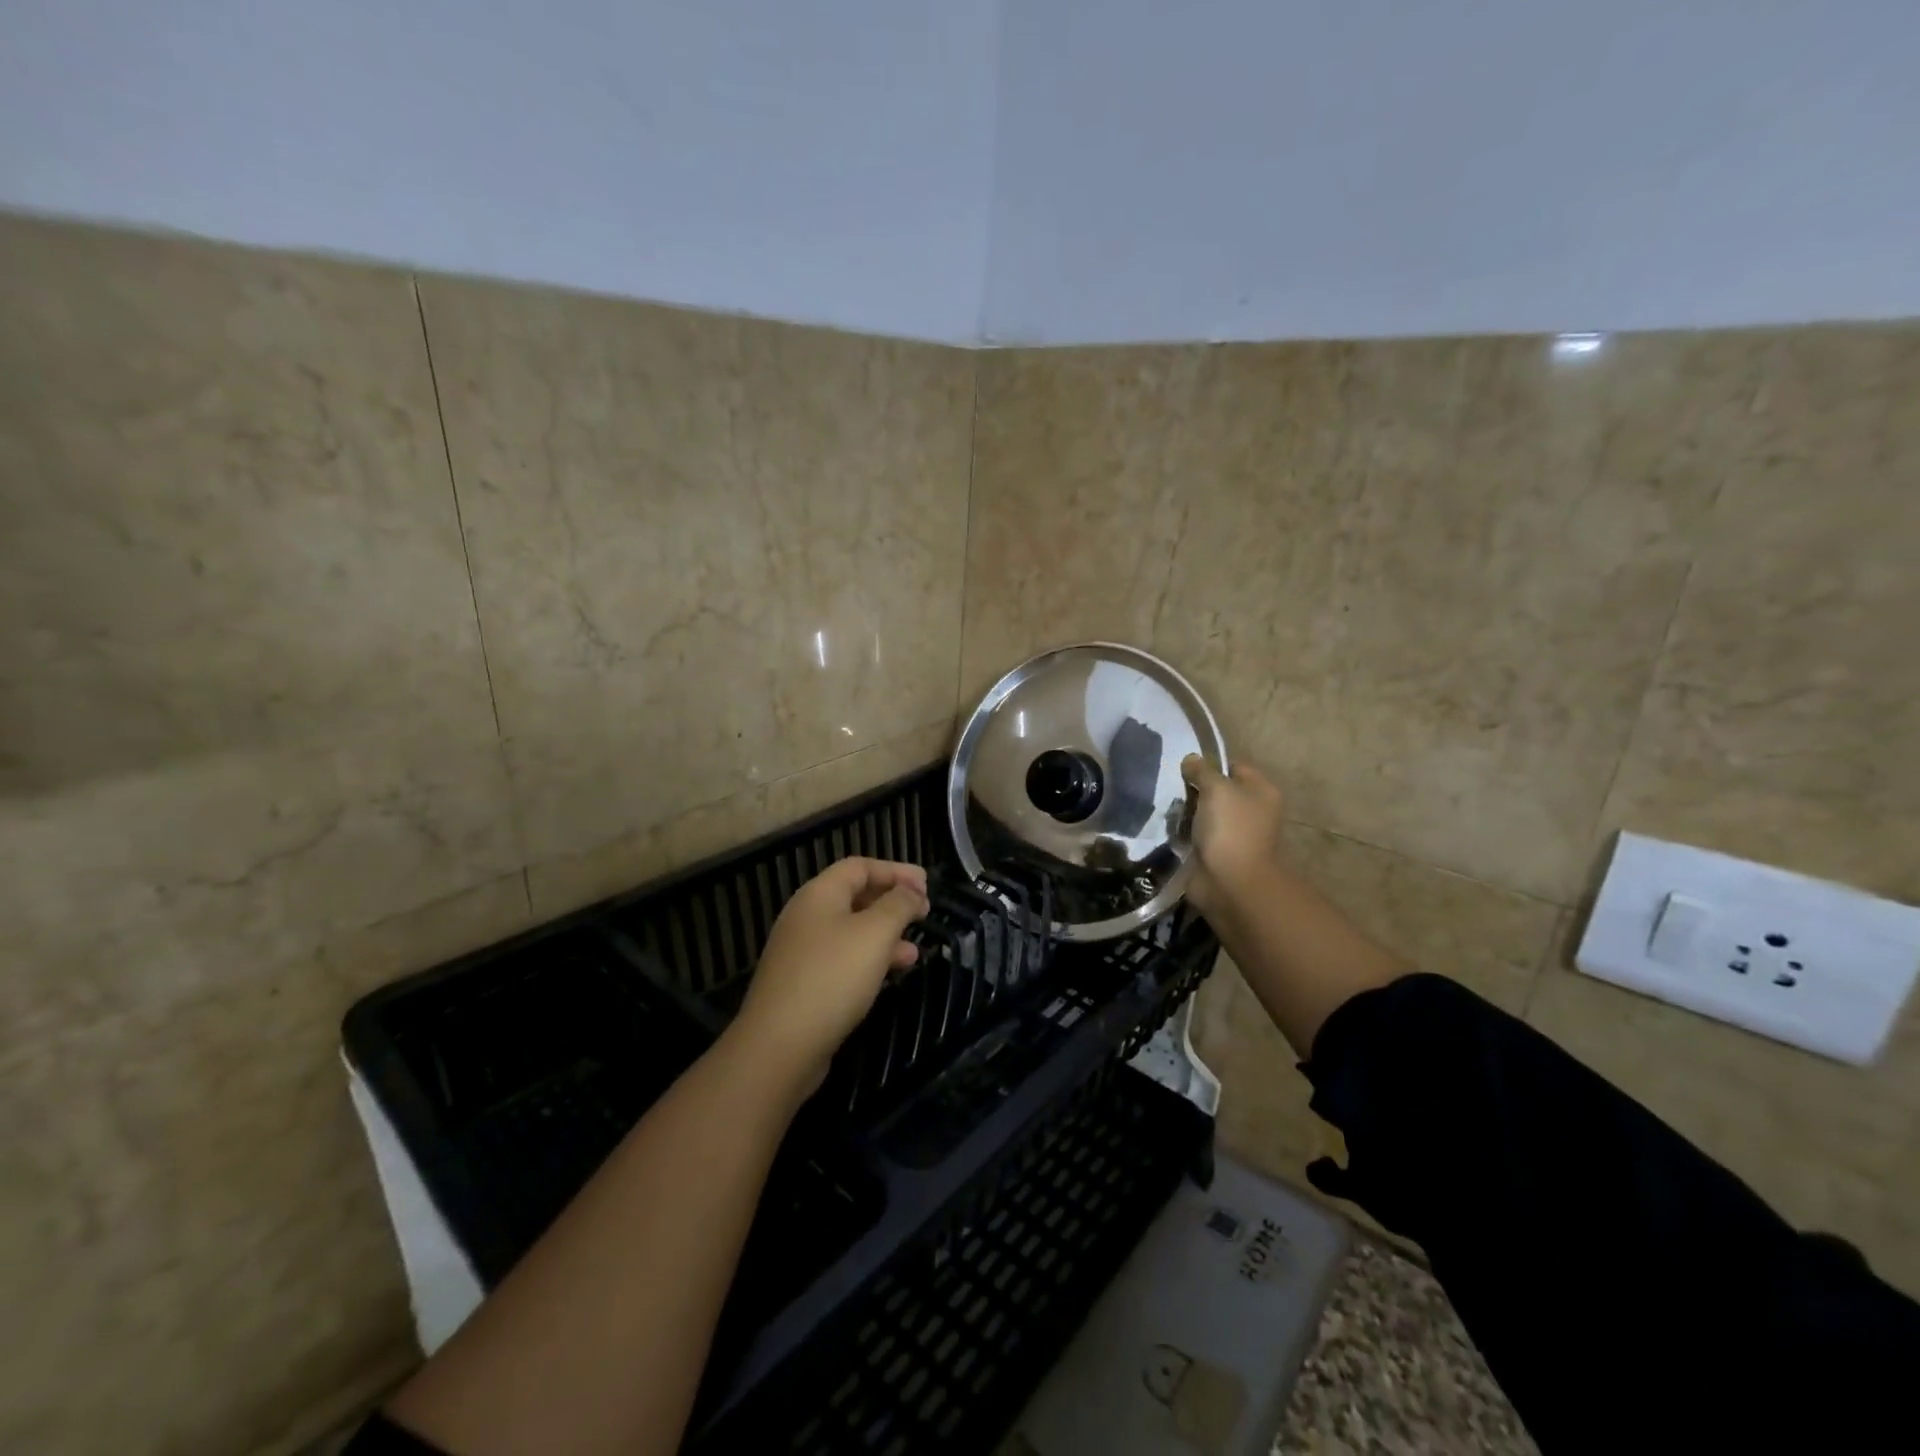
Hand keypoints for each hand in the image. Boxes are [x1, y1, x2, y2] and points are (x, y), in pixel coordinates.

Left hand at [729, 857, 929, 1089]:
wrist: (779, 1045)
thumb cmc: (832, 977)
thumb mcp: (875, 933)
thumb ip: (898, 905)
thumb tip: (912, 891)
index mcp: (819, 894)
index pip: (860, 867)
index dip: (895, 871)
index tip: (927, 885)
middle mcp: (807, 916)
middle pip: (855, 896)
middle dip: (893, 902)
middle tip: (924, 913)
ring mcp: (803, 951)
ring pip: (852, 931)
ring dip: (886, 935)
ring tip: (915, 951)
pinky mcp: (804, 983)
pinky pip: (843, 959)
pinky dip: (870, 959)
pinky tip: (891, 974)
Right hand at [1181, 754, 1286, 921]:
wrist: (1230, 883)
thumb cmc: (1230, 829)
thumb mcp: (1216, 788)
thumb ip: (1202, 770)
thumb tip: (1191, 759)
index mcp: (1261, 792)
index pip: (1234, 767)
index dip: (1210, 765)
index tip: (1185, 769)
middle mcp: (1252, 811)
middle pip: (1218, 791)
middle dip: (1194, 790)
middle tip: (1172, 789)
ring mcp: (1234, 834)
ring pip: (1204, 814)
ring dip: (1186, 813)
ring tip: (1167, 810)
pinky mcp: (1217, 853)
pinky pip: (1196, 835)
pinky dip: (1183, 833)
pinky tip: (1169, 829)